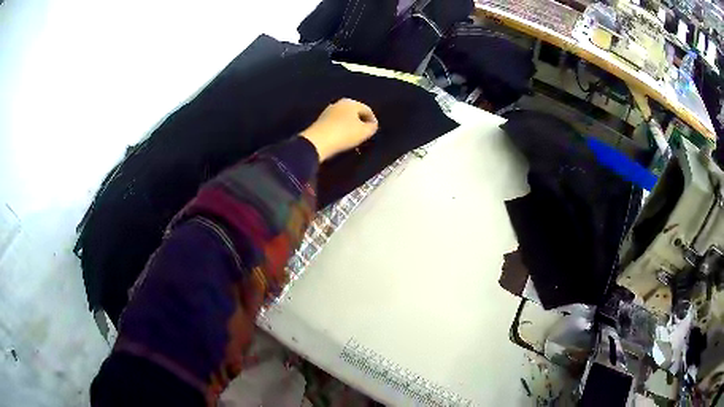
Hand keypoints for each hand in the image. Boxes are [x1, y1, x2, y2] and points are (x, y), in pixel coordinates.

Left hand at [300, 98, 378, 161]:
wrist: (317, 142)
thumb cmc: (344, 134)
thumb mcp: (364, 132)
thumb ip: (372, 127)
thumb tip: (372, 125)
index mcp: (351, 102)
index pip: (367, 110)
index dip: (373, 121)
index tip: (374, 132)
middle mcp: (339, 103)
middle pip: (355, 113)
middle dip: (361, 123)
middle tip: (365, 135)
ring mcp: (328, 111)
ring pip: (344, 118)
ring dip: (350, 127)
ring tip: (354, 139)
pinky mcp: (320, 121)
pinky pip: (335, 124)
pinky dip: (341, 130)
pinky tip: (342, 139)